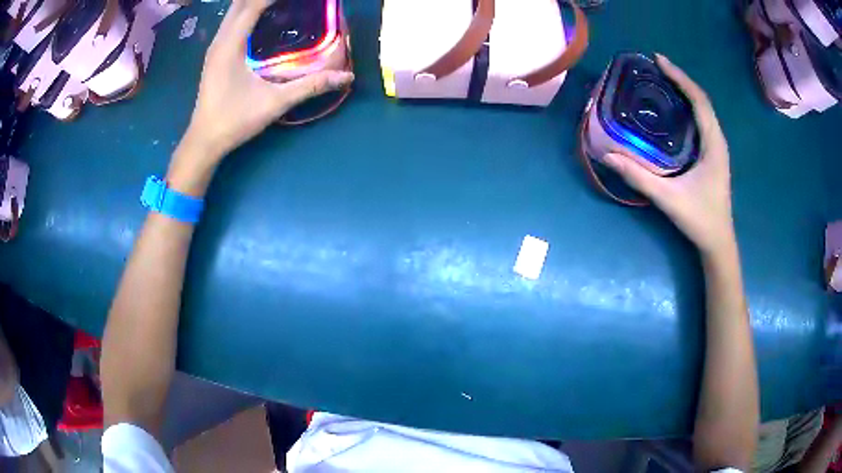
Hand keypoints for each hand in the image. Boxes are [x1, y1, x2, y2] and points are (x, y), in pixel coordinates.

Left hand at [184, 0, 353, 162]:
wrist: (204, 141)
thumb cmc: (234, 121)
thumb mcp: (275, 103)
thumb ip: (310, 86)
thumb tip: (346, 77)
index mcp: (230, 45)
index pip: (253, 6)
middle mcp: (220, 40)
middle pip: (240, 4)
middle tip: (287, 1)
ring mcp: (215, 47)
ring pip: (233, 12)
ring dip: (254, 3)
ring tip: (277, 5)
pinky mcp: (215, 55)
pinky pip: (231, 22)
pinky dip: (247, 12)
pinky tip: (262, 17)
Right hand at [603, 54, 734, 256]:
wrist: (718, 243)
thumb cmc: (699, 220)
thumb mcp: (668, 199)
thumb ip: (639, 177)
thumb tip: (608, 156)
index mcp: (714, 145)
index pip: (700, 101)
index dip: (680, 78)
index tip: (659, 61)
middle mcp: (718, 141)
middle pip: (702, 101)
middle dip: (680, 80)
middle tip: (656, 68)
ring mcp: (717, 148)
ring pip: (703, 111)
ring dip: (685, 92)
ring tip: (662, 81)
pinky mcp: (712, 156)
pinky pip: (701, 123)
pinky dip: (688, 108)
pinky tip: (673, 109)